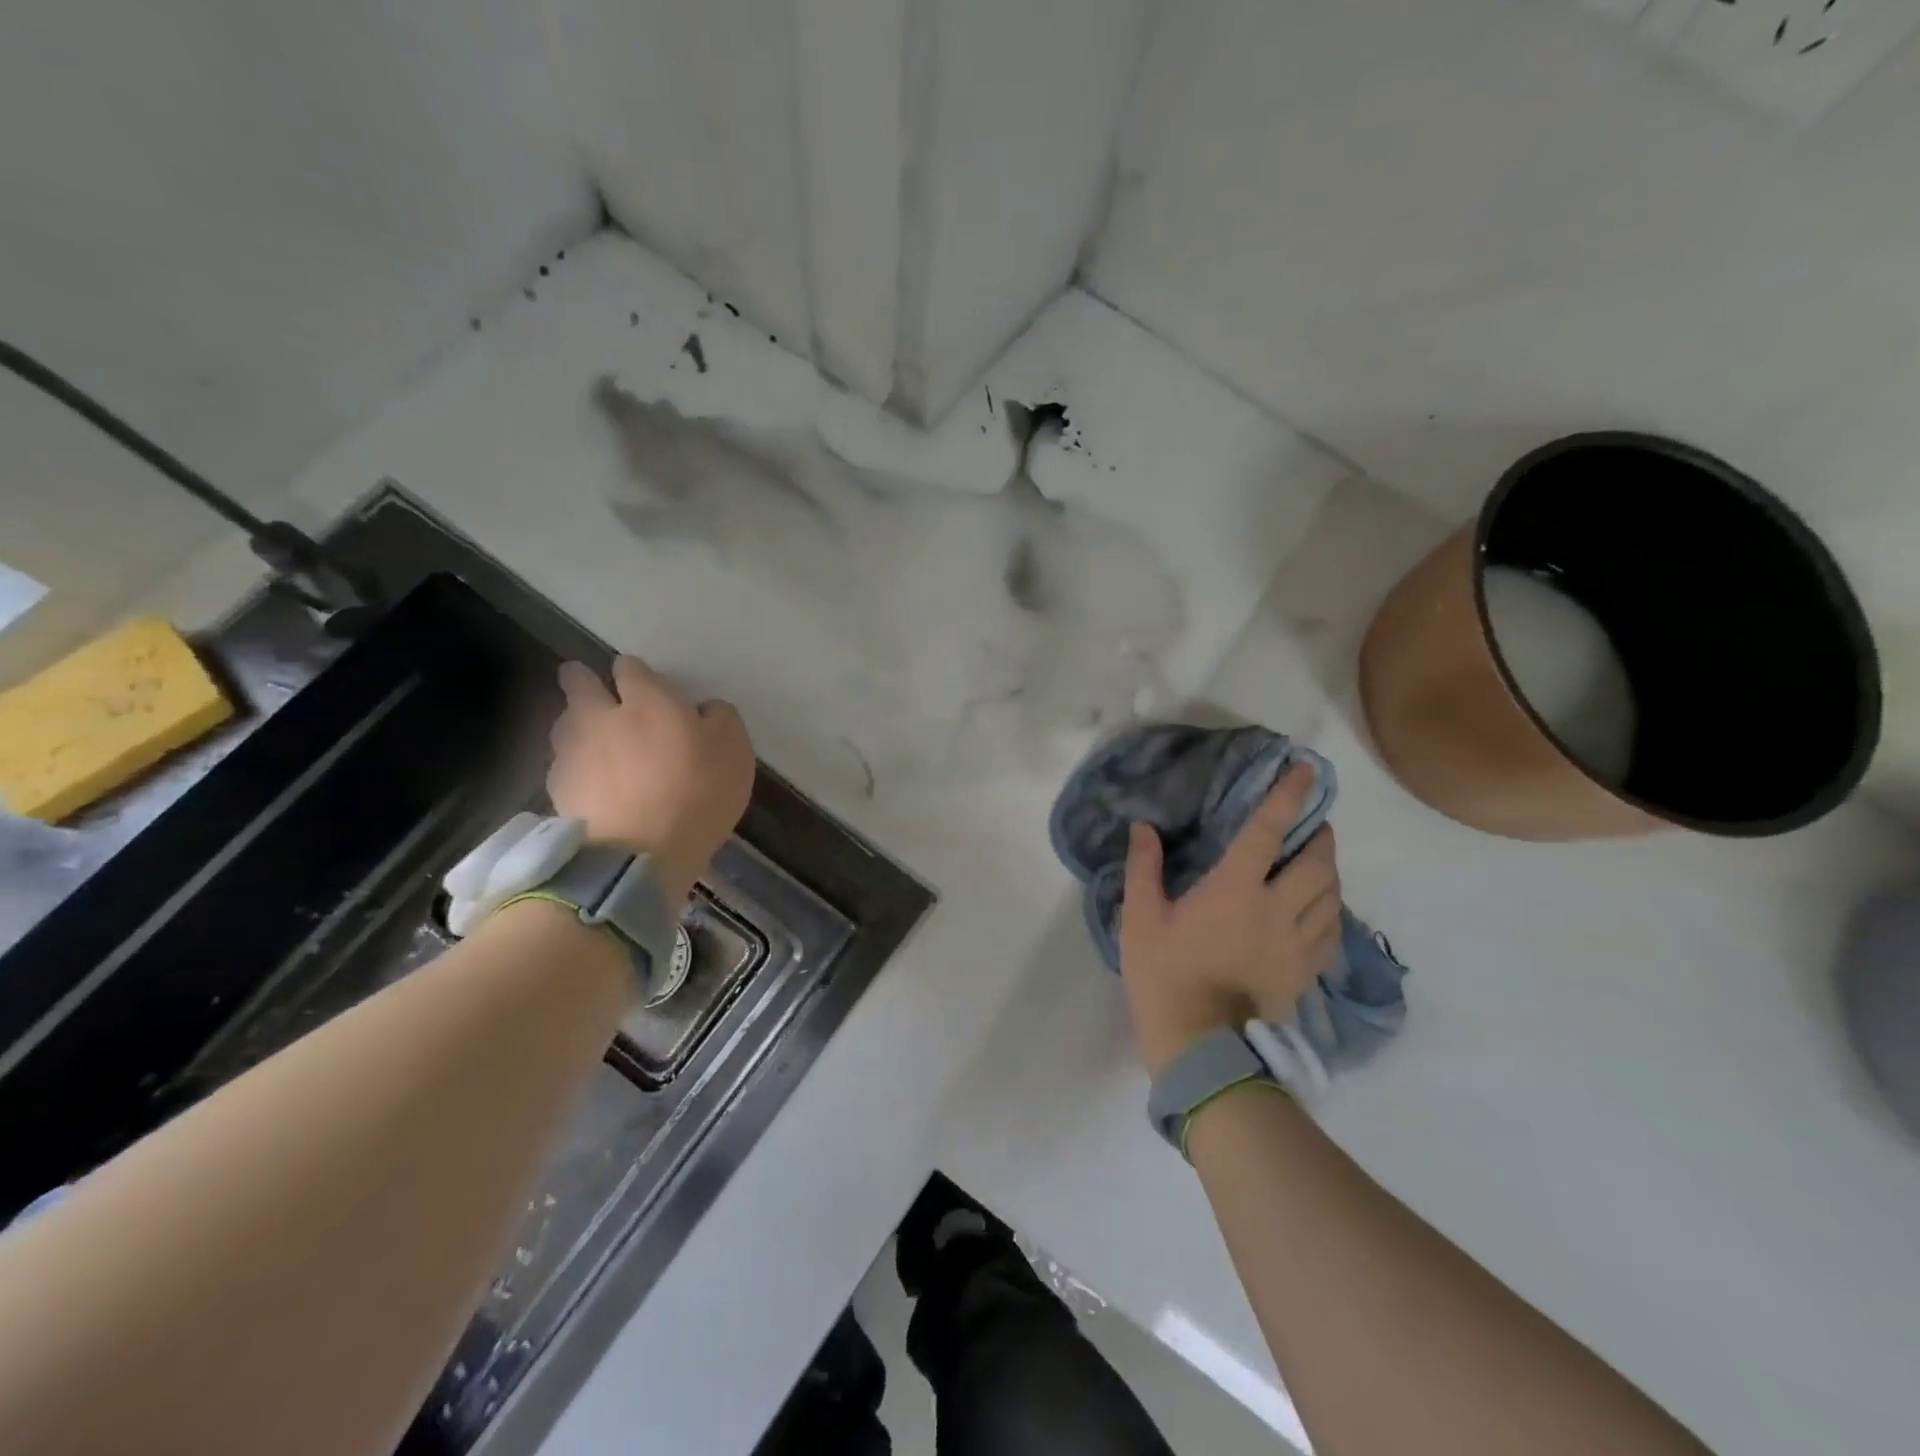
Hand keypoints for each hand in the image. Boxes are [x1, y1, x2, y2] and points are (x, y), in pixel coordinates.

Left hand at [546, 656, 755, 903]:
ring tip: (592, 739)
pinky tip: (591, 783)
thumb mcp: (734, 749)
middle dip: (582, 680)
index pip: (630, 668)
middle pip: (578, 683)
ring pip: (565, 723)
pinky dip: (575, 767)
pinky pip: (563, 765)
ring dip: (576, 724)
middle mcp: (600, 716)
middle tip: (594, 689)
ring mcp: (573, 753)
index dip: (635, 673)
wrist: (640, 854)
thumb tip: (705, 709)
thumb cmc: (697, 793)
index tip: (642, 682)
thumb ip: (720, 718)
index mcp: (646, 700)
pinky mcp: (557, 790)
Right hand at [1119, 764, 1341, 1075]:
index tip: (1306, 770)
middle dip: (1320, 836)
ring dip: (1328, 871)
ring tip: (1316, 862)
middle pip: (1317, 862)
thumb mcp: (1140, 919)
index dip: (1289, 796)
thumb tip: (1144, 827)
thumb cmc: (1164, 975)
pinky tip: (1320, 909)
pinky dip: (1330, 909)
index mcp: (1236, 889)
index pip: (1269, 831)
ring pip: (1331, 895)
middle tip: (1311, 825)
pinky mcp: (1305, 972)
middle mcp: (1277, 908)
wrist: (1199, 1046)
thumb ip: (1144, 869)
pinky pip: (1331, 931)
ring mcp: (1297, 943)